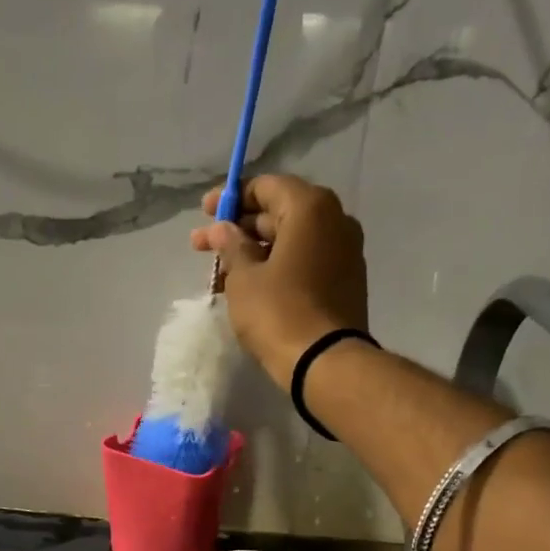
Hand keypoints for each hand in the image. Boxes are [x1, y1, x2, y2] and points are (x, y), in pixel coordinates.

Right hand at [191, 174, 368, 381]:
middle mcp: (335, 221)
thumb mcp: (243, 278)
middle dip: (240, 229)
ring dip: (255, 251)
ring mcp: (345, 253)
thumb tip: (223, 229)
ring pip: (291, 241)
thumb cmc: (279, 312)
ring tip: (221, 273)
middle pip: (279, 213)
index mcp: (311, 209)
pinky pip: (305, 262)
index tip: (204, 213)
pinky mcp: (346, 282)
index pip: (266, 187)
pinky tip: (250, 286)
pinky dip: (277, 267)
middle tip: (203, 246)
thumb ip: (231, 246)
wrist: (325, 363)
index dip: (231, 198)